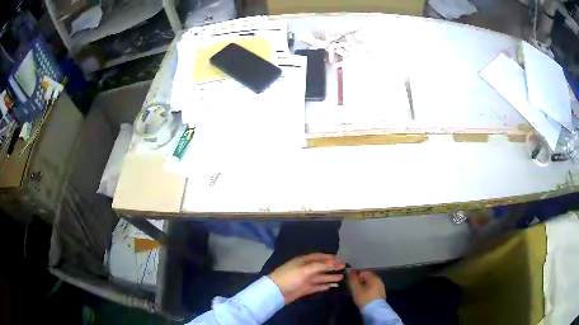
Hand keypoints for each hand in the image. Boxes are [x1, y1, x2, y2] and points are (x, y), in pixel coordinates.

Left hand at [269, 253, 344, 304]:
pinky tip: (332, 286)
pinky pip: (317, 286)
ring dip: (330, 277)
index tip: (341, 260)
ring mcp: (305, 280)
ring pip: (320, 277)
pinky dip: (325, 286)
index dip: (330, 258)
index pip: (319, 257)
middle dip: (332, 267)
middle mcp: (305, 269)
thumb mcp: (305, 269)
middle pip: (321, 267)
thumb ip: (321, 266)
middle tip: (344, 268)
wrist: (276, 292)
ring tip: (342, 277)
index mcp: (304, 261)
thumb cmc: (290, 277)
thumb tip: (335, 263)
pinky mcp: (305, 289)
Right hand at [348, 270, 385, 308]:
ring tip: (357, 294)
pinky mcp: (381, 294)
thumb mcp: (356, 288)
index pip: (363, 272)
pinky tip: (364, 297)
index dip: (355, 277)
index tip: (350, 284)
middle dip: (359, 283)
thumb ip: (352, 279)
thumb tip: (349, 270)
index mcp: (373, 277)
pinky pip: (372, 290)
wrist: (375, 310)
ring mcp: (381, 287)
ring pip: (370, 285)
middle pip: (367, 278)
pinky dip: (368, 292)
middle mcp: (379, 280)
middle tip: (353, 290)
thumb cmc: (364, 298)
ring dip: (363, 288)